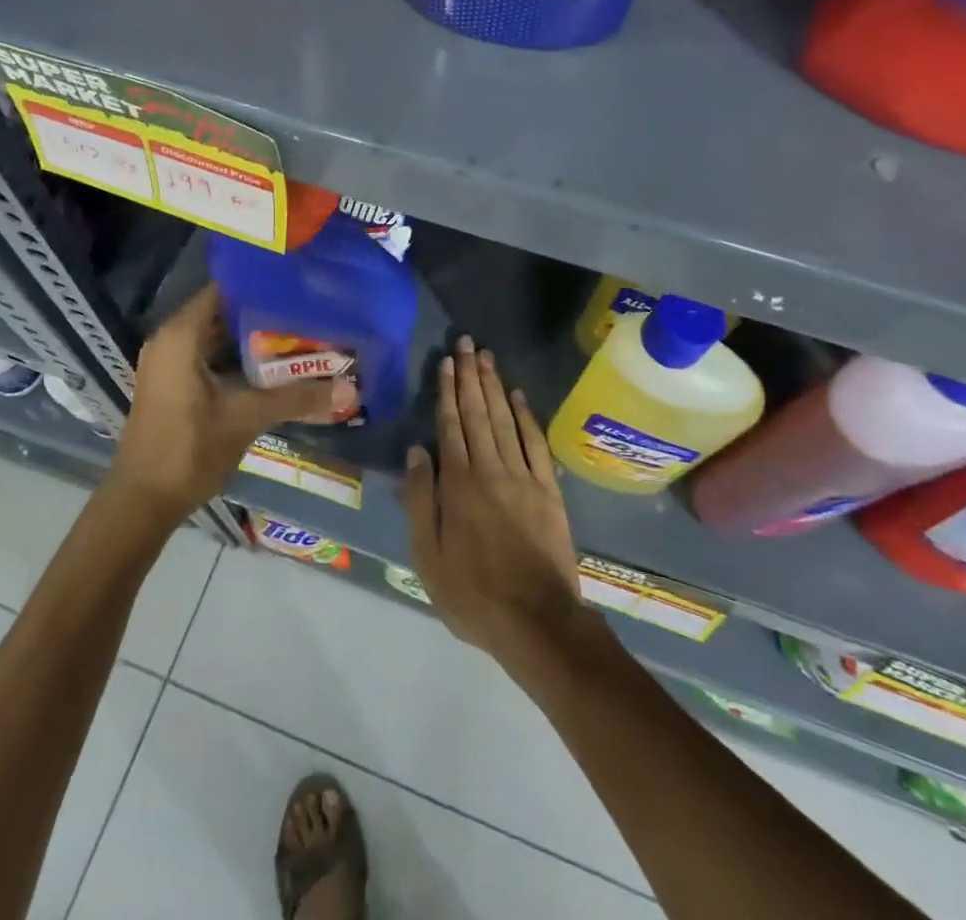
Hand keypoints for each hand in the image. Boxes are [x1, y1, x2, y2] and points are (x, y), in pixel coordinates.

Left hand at [108, 287, 354, 526]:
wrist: (143, 503)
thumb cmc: (189, 450)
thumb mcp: (247, 418)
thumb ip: (298, 398)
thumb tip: (352, 389)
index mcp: (181, 335)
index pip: (225, 288)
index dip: (261, 283)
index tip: (299, 284)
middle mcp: (171, 339)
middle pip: (223, 312)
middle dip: (266, 313)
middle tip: (310, 311)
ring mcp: (169, 363)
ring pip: (218, 337)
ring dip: (255, 339)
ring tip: (302, 334)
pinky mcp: (173, 384)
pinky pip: (210, 357)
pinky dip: (239, 359)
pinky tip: (275, 368)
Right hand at [403, 336, 584, 671]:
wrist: (538, 623)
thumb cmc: (473, 595)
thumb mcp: (428, 557)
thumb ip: (421, 501)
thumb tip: (416, 451)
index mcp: (459, 485)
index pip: (451, 425)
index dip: (448, 391)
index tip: (446, 362)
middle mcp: (491, 470)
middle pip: (478, 413)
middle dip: (471, 375)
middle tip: (467, 342)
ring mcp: (524, 477)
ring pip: (505, 420)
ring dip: (495, 385)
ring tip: (487, 356)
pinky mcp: (548, 490)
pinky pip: (536, 443)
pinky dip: (526, 416)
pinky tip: (519, 396)